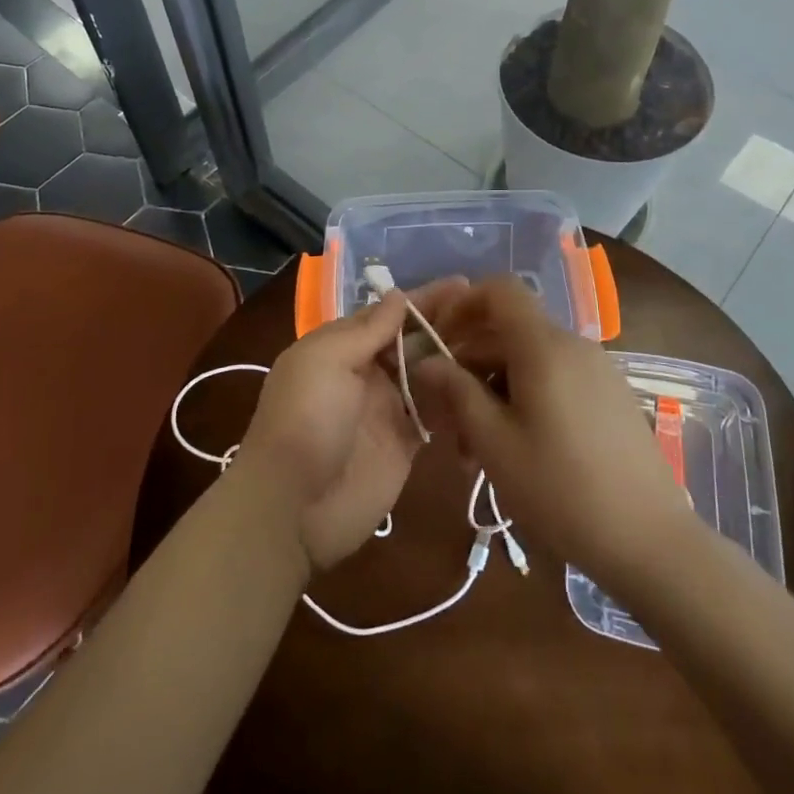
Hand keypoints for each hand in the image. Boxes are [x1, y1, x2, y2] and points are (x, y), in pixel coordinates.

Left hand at [237, 279, 468, 572]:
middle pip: (413, 341)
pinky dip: (457, 398)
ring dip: (457, 357)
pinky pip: (437, 413)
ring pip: (429, 373)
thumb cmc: (305, 420)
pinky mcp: (406, 443)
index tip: (463, 285)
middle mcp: (367, 371)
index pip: (389, 314)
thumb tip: (399, 296)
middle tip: (493, 312)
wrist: (292, 507)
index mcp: (342, 346)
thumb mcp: (325, 361)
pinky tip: (489, 383)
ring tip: (500, 341)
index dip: (424, 299)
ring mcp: (388, 408)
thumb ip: (366, 330)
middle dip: (447, 324)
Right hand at [412, 277, 697, 593]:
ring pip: (530, 360)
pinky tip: (517, 449)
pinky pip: (556, 378)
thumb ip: (457, 393)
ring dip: (495, 389)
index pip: (499, 289)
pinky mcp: (611, 397)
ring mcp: (597, 370)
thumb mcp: (495, 443)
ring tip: (476, 447)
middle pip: (509, 331)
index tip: (438, 341)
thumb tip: (427, 361)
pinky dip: (526, 398)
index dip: (463, 304)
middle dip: (470, 364)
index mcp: (543, 345)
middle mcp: (573, 345)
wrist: (651, 542)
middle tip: (446, 418)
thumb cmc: (561, 489)